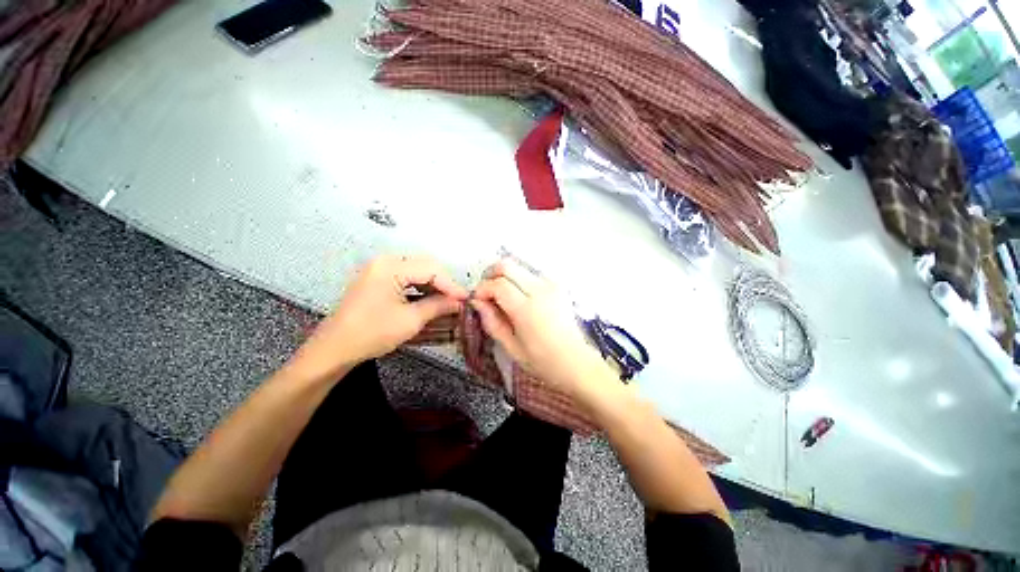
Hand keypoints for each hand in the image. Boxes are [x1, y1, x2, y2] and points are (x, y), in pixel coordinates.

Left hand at [287, 255, 467, 381]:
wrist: (334, 349)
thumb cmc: (372, 333)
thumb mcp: (410, 320)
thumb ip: (438, 306)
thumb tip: (459, 302)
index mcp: (390, 266)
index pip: (431, 269)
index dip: (451, 285)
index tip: (466, 299)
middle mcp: (384, 261)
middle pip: (425, 266)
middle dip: (444, 283)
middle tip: (458, 300)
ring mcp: (379, 269)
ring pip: (417, 271)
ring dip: (434, 286)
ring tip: (447, 301)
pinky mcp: (377, 279)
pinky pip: (406, 278)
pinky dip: (421, 288)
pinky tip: (430, 300)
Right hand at [471, 258, 609, 394]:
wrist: (576, 363)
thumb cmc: (544, 362)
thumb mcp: (511, 347)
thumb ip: (491, 322)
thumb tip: (477, 302)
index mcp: (527, 310)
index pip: (498, 284)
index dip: (482, 289)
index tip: (477, 299)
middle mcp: (541, 291)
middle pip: (507, 265)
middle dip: (490, 274)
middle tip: (486, 292)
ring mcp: (552, 286)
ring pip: (519, 266)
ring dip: (505, 276)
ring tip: (501, 296)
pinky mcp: (558, 286)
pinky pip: (531, 274)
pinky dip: (518, 280)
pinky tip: (518, 298)